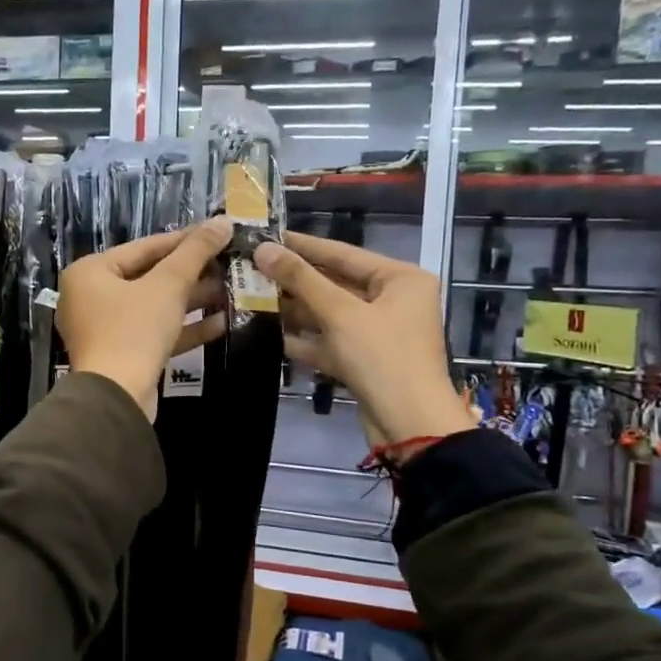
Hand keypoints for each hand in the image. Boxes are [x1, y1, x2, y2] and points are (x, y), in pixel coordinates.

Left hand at [57, 217, 231, 421]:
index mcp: (90, 272)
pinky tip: (221, 323)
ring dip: (192, 300)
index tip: (217, 234)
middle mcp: (91, 297)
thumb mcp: (168, 285)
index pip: (144, 247)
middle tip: (227, 264)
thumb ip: (195, 252)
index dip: (184, 240)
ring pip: (155, 307)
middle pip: (149, 277)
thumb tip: (222, 221)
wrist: (117, 398)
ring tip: (230, 291)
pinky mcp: (122, 355)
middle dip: (191, 273)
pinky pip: (155, 333)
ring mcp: (105, 329)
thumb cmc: (134, 330)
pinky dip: (184, 328)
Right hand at [253, 232, 475, 449]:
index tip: (267, 235)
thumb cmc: (382, 357)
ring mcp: (378, 333)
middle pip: (335, 283)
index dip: (303, 245)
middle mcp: (393, 300)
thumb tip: (262, 249)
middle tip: (252, 267)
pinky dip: (304, 338)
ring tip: (252, 295)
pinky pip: (330, 341)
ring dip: (294, 309)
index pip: (344, 253)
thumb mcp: (340, 313)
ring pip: (330, 314)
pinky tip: (269, 332)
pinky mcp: (364, 360)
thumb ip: (301, 279)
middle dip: (295, 280)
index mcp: (400, 279)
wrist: (409, 424)